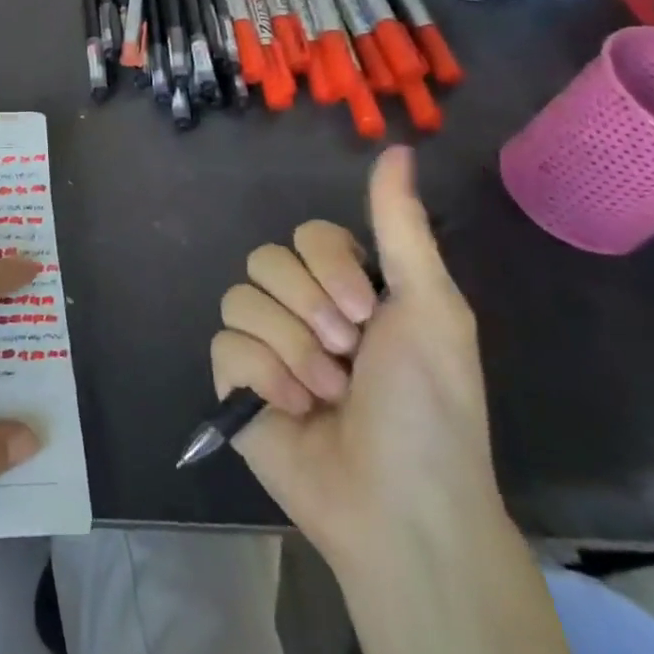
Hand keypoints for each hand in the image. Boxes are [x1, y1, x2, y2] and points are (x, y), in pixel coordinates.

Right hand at [209, 146, 499, 570]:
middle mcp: (302, 311)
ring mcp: (264, 347)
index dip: (328, 267)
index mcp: (347, 290)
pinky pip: (224, 345)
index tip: (365, 313)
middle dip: (308, 309)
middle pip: (266, 260)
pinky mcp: (234, 383)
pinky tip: (291, 408)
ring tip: (324, 392)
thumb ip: (400, 226)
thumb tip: (399, 149)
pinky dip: (262, 375)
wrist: (400, 504)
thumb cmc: (429, 406)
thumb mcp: (429, 307)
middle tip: (346, 354)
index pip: (306, 235)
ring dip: (290, 348)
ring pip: (240, 300)